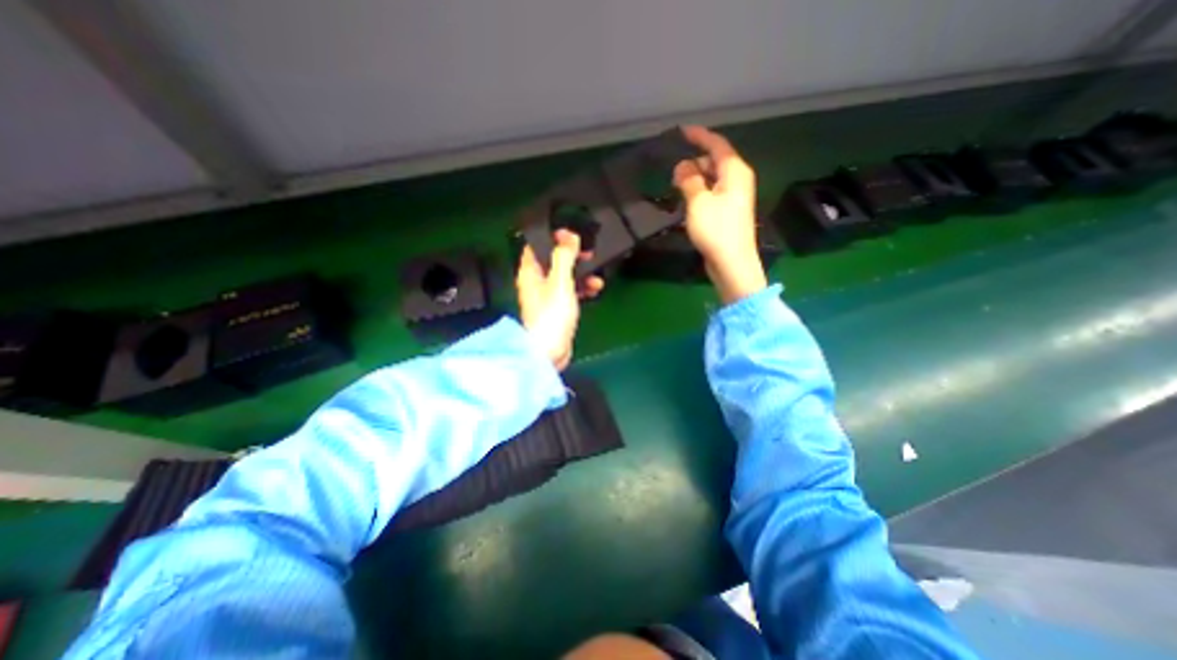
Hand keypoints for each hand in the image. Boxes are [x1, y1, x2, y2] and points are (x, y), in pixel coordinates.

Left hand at [516, 229, 601, 368]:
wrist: (550, 351)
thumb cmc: (551, 315)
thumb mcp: (560, 281)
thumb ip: (564, 256)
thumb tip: (568, 236)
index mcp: (529, 272)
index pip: (537, 245)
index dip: (552, 236)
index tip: (570, 233)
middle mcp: (536, 282)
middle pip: (553, 260)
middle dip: (571, 255)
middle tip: (587, 251)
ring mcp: (547, 296)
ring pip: (564, 276)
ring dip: (580, 272)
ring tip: (596, 272)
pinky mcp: (557, 309)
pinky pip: (570, 292)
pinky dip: (582, 288)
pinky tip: (595, 289)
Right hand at [676, 125, 769, 302]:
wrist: (732, 263)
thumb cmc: (716, 229)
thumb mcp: (698, 201)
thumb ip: (689, 179)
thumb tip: (682, 166)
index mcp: (735, 171)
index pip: (717, 145)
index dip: (699, 136)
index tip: (682, 131)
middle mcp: (738, 179)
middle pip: (714, 161)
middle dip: (694, 163)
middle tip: (673, 174)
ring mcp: (734, 197)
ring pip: (712, 179)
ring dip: (695, 180)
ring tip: (676, 188)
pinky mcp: (728, 212)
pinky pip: (712, 193)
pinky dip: (699, 192)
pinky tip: (687, 202)